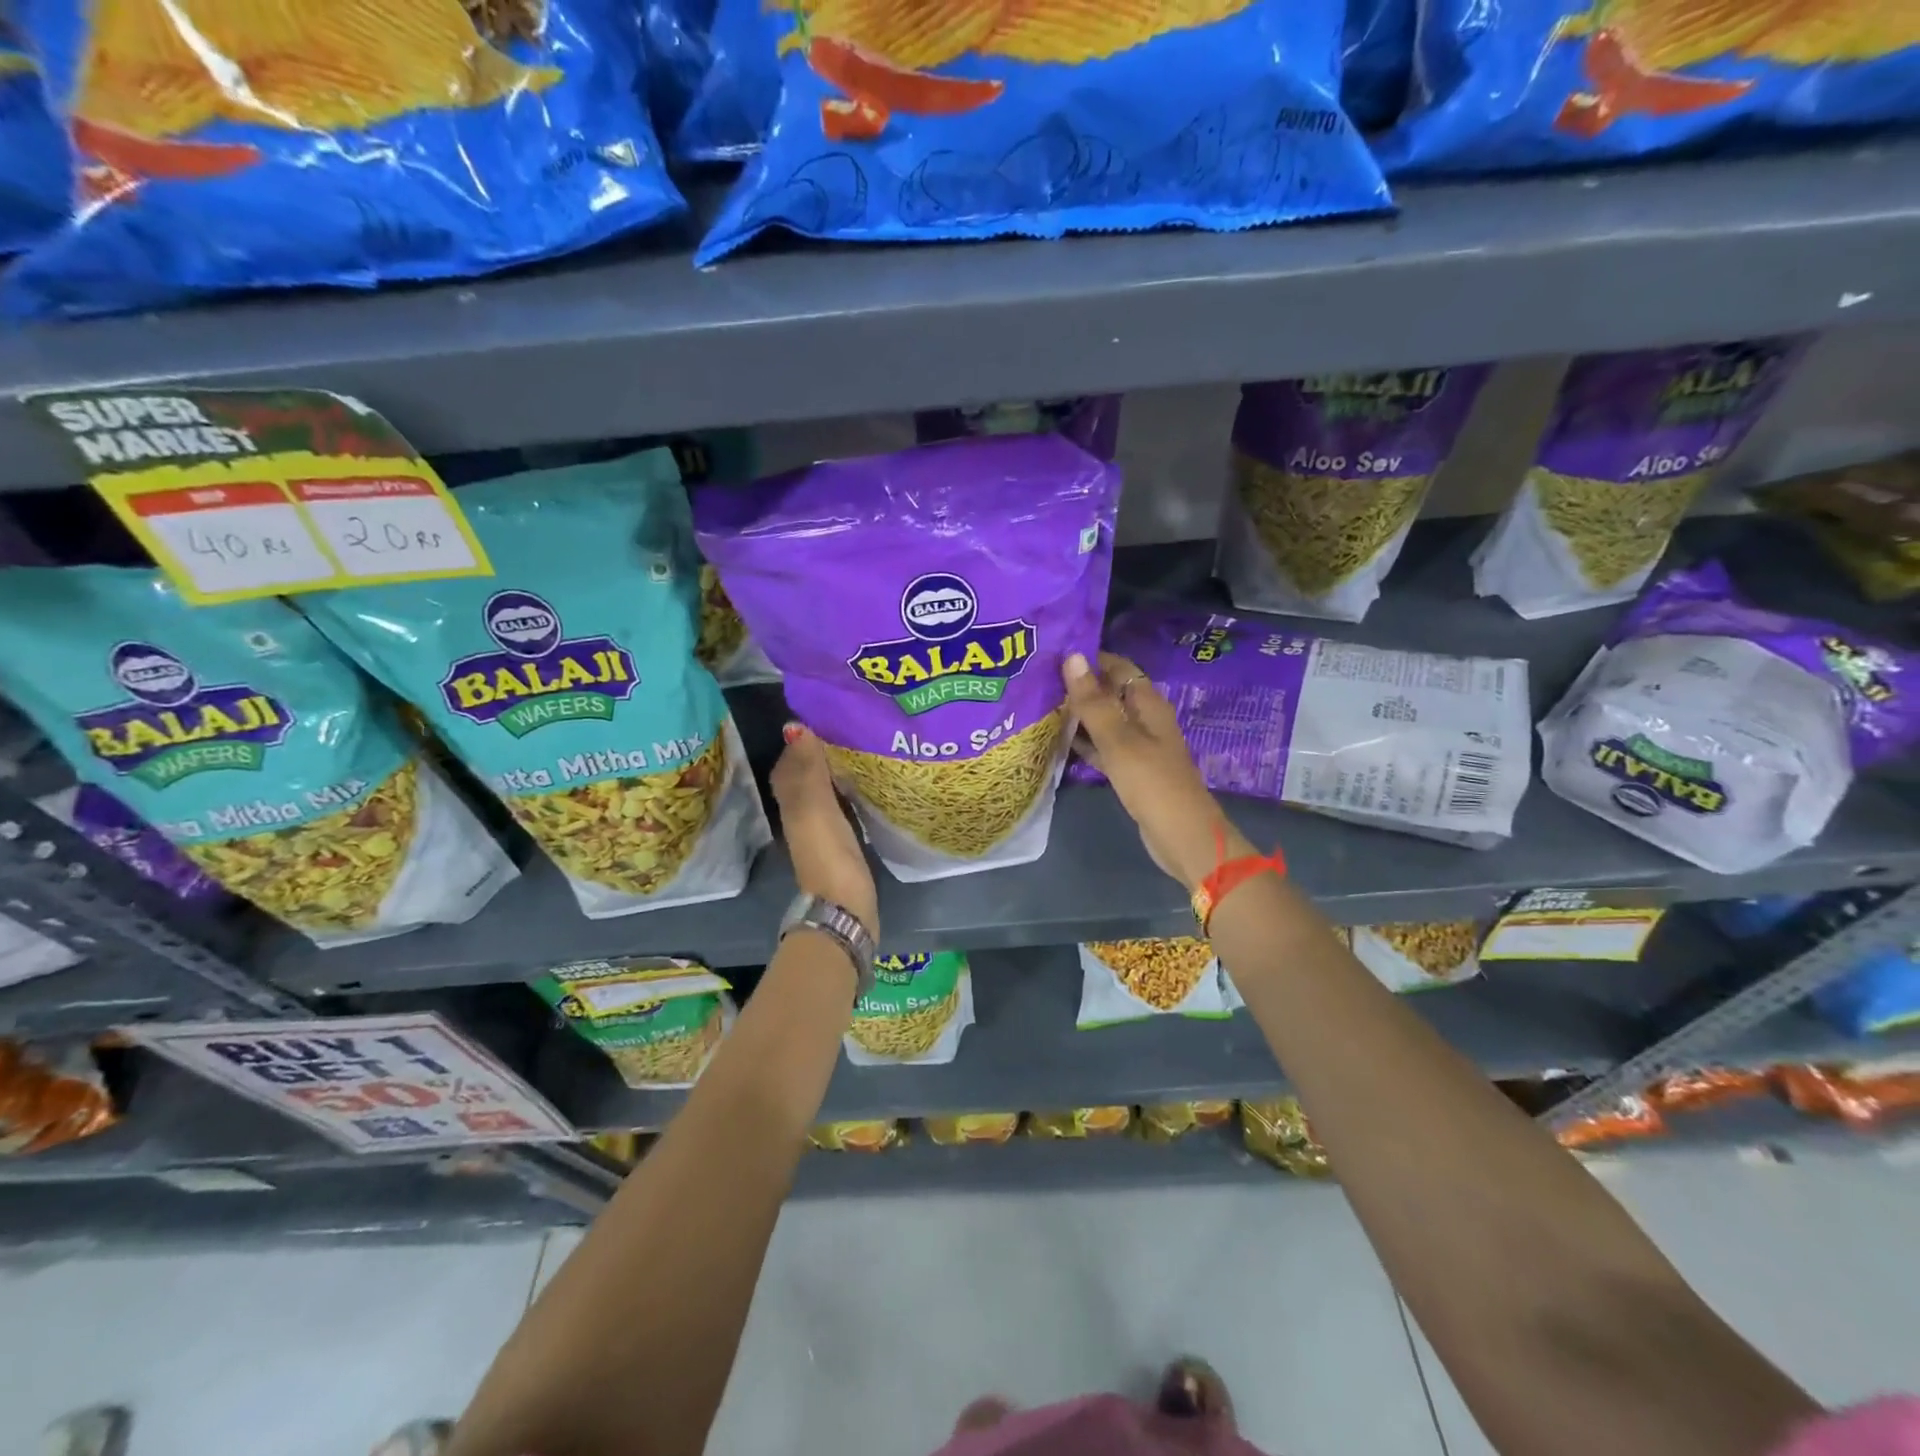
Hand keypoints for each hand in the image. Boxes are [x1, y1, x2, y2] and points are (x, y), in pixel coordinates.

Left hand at [771, 723, 878, 940]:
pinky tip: (866, 782)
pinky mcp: (842, 841)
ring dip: (836, 770)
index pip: (789, 762)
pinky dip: (848, 790)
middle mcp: (801, 813)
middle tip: (848, 728)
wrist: (844, 905)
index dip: (801, 741)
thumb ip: (808, 769)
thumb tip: (795, 726)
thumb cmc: (827, 852)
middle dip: (820, 752)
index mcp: (790, 802)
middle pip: (805, 775)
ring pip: (823, 790)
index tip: (826, 717)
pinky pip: (841, 805)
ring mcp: (821, 829)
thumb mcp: (815, 806)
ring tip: (860, 748)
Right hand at [1063, 652, 1254, 891]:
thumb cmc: (1152, 782)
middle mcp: (1144, 719)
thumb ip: (1093, 702)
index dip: (1089, 657)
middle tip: (1037, 678)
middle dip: (1079, 685)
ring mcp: (1138, 745)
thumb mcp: (1118, 740)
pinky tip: (1059, 740)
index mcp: (1147, 703)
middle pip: (1109, 692)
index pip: (1117, 666)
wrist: (1181, 835)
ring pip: (1104, 720)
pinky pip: (1104, 747)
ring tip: (1040, 704)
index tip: (1051, 652)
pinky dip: (1085, 741)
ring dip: (1079, 714)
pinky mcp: (1131, 770)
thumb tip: (1072, 656)